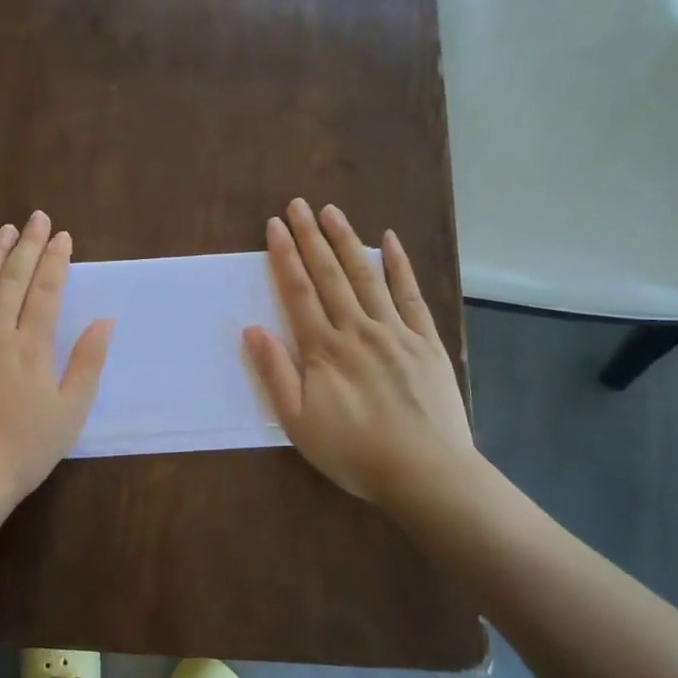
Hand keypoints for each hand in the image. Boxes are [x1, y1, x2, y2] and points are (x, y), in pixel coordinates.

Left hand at [0, 211, 112, 522]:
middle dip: (29, 246)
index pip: (47, 291)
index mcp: (31, 347)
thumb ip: (87, 363)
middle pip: (13, 280)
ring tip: (4, 230)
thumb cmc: (24, 451)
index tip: (64, 236)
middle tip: (37, 217)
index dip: (57, 261)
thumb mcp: (70, 412)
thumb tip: (104, 321)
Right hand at [243, 199, 475, 514]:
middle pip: (330, 275)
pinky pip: (410, 295)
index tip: (274, 226)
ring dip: (347, 241)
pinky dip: (399, 266)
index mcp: (324, 349)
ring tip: (333, 212)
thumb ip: (275, 373)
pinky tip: (390, 241)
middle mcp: (357, 329)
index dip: (285, 257)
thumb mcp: (298, 422)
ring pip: (366, 276)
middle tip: (298, 205)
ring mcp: (395, 331)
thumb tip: (252, 329)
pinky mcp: (425, 341)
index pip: (299, 292)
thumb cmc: (353, 452)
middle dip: (311, 237)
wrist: (425, 472)